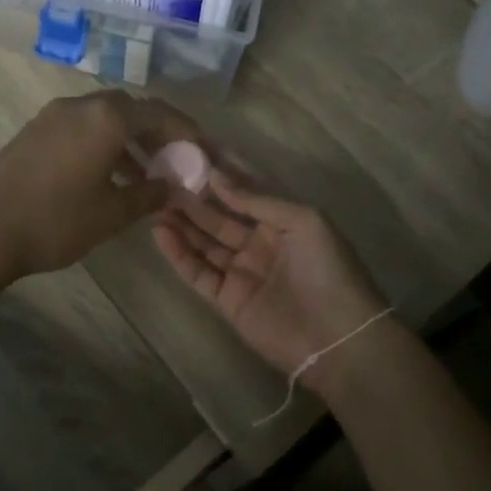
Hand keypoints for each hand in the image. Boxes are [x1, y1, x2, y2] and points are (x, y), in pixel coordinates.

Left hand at [0, 90, 198, 282]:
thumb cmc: (56, 220)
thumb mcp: (112, 213)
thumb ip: (149, 195)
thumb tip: (174, 188)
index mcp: (107, 118)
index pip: (159, 112)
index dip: (185, 129)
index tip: (200, 149)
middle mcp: (81, 106)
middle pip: (130, 109)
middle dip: (156, 132)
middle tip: (172, 160)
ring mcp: (53, 116)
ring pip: (103, 118)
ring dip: (127, 140)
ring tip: (143, 176)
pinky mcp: (34, 131)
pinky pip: (80, 127)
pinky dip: (102, 144)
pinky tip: (106, 176)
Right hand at [153, 168, 387, 393]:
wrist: (338, 338)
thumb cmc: (327, 269)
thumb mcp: (302, 221)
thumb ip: (257, 199)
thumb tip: (216, 174)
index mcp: (281, 221)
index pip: (244, 191)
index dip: (219, 173)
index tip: (189, 152)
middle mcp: (258, 243)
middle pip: (218, 216)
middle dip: (192, 198)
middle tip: (162, 177)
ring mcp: (241, 272)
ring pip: (203, 242)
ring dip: (180, 223)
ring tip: (153, 201)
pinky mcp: (227, 299)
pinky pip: (197, 272)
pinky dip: (178, 254)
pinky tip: (160, 232)